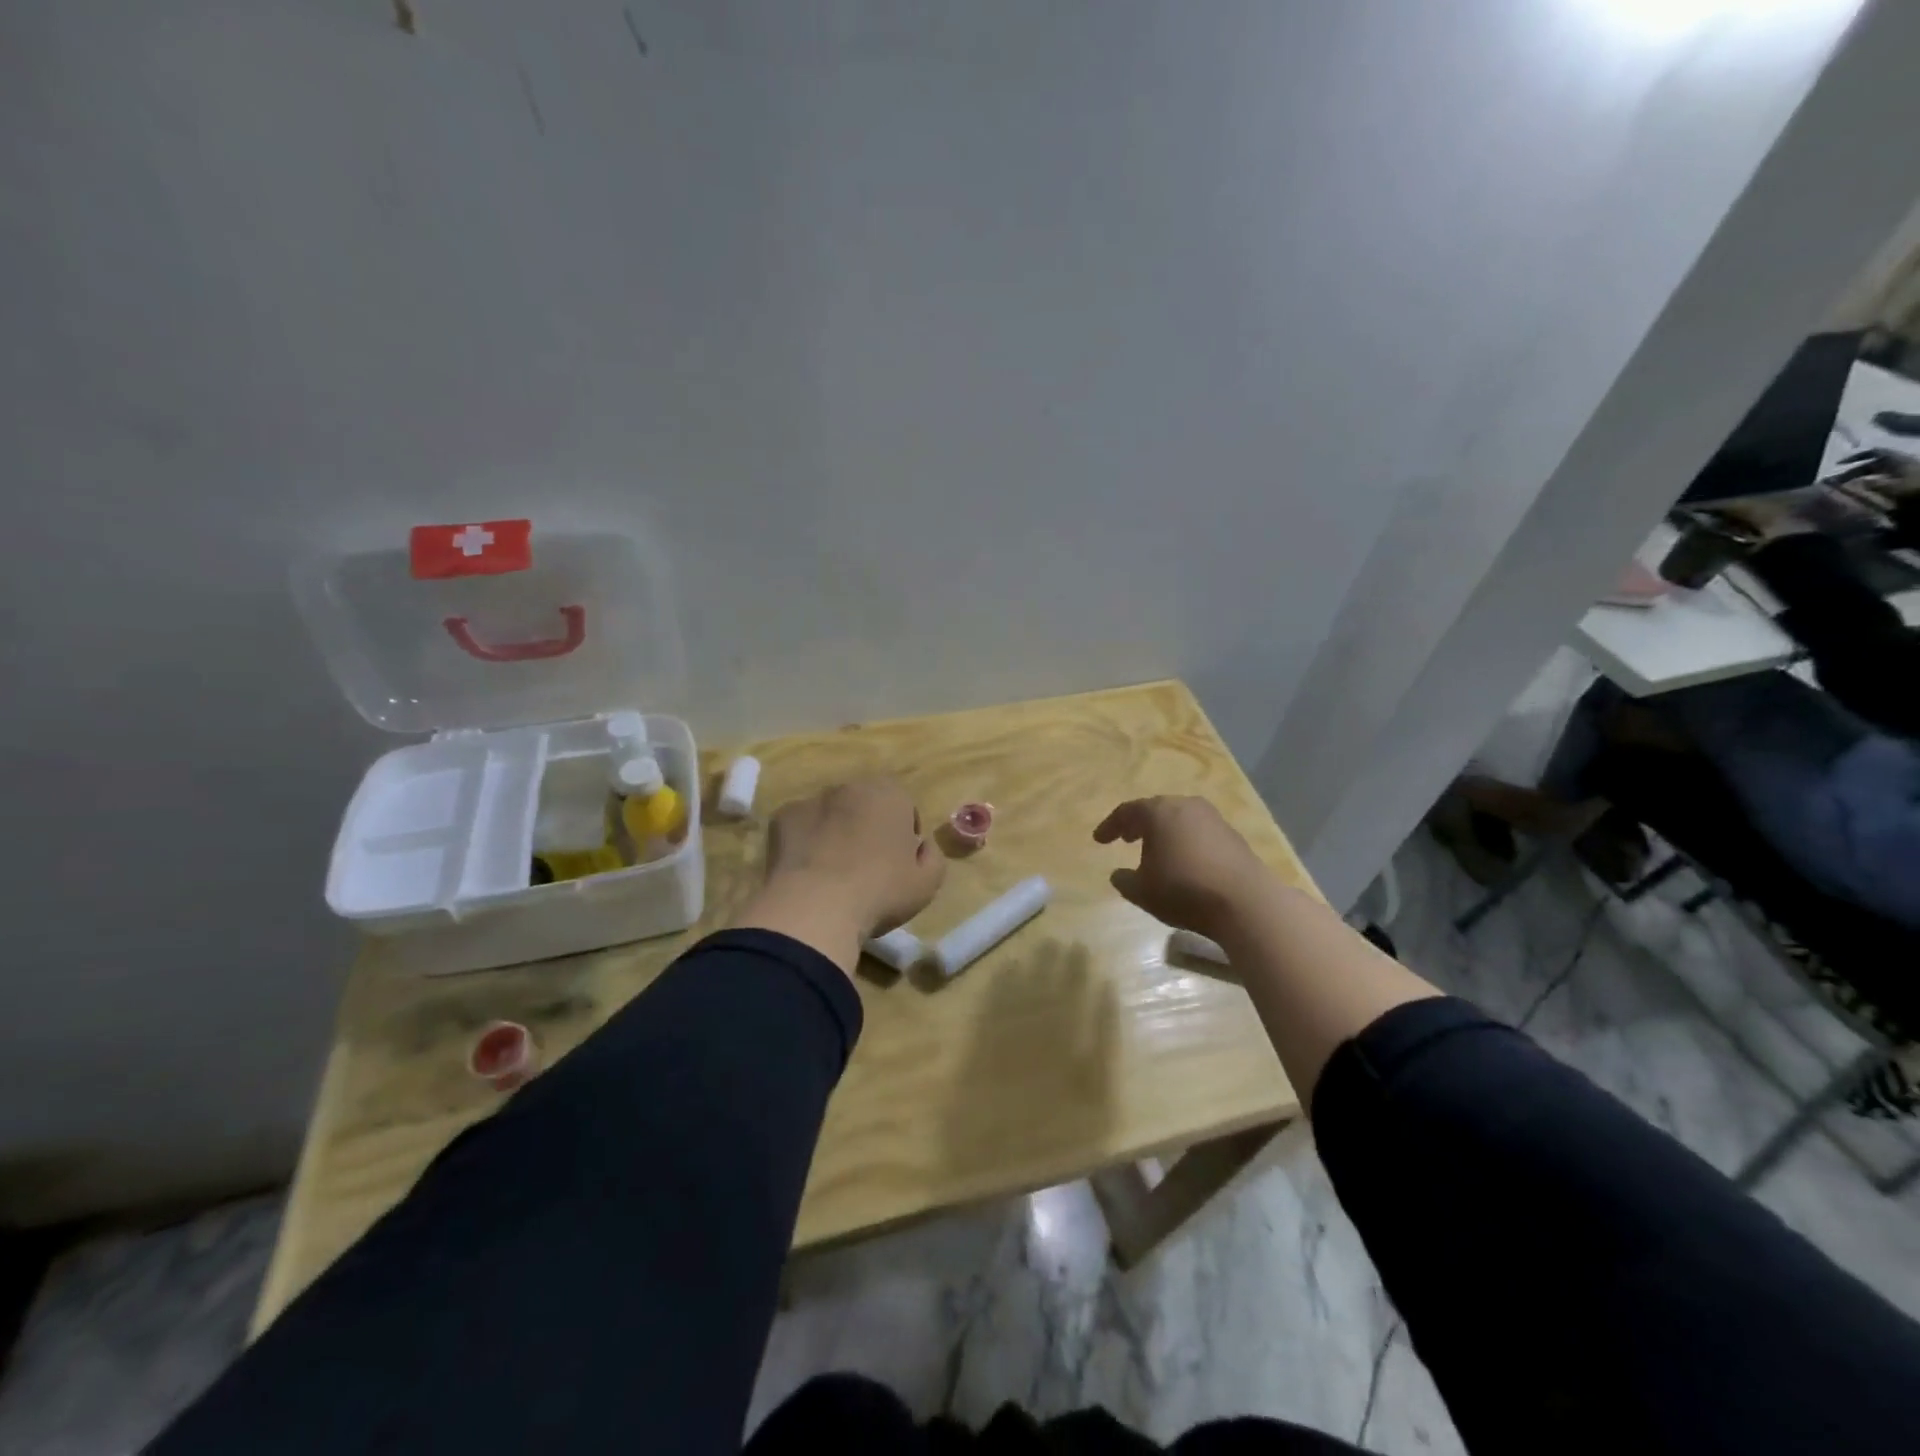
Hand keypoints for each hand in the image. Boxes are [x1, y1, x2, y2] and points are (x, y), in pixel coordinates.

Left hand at [761, 778, 944, 939]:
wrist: (815, 907)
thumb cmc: (880, 891)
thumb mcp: (928, 883)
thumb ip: (932, 855)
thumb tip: (921, 845)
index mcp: (891, 793)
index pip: (904, 806)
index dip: (903, 834)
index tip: (899, 863)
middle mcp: (851, 787)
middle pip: (865, 805)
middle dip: (868, 827)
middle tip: (867, 866)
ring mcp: (812, 800)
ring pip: (831, 814)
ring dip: (835, 833)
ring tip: (833, 872)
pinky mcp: (782, 818)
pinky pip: (801, 828)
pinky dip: (805, 843)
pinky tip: (807, 873)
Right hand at [1093, 796, 1272, 940]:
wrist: (1245, 901)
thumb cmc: (1183, 890)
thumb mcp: (1142, 891)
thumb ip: (1125, 880)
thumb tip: (1119, 874)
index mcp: (1159, 812)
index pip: (1127, 811)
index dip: (1110, 826)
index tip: (1099, 840)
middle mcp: (1186, 806)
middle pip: (1156, 810)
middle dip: (1139, 824)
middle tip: (1127, 838)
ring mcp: (1213, 819)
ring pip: (1180, 819)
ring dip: (1164, 832)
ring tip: (1155, 850)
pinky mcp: (1233, 836)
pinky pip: (1199, 832)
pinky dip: (1185, 841)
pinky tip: (1184, 861)